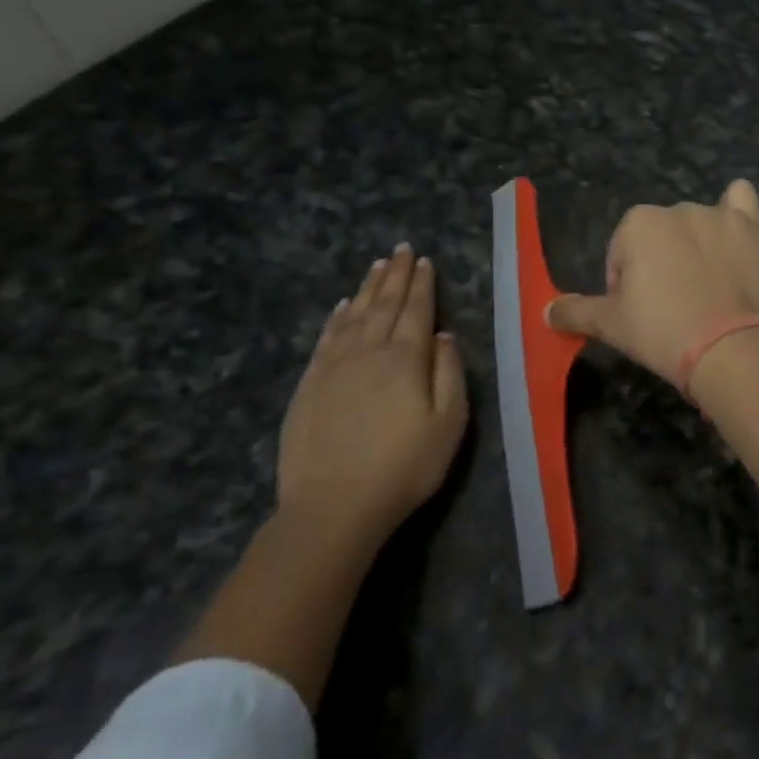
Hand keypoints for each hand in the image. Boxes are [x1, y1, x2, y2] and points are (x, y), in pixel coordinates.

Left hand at [277, 246, 467, 544]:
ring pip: (355, 315)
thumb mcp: (449, 423)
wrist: (332, 508)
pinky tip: (343, 306)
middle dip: (397, 275)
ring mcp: (334, 367)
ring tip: (378, 265)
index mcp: (406, 358)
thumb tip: (443, 334)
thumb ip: (449, 372)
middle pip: (385, 304)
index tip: (425, 260)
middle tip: (402, 249)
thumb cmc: (403, 467)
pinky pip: (326, 338)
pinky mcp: (309, 386)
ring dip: (368, 288)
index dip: (422, 284)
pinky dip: (337, 317)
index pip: (417, 310)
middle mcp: (369, 352)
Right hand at [548, 180, 758, 388]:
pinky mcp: (751, 225)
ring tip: (708, 286)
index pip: (623, 252)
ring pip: (698, 224)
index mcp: (637, 223)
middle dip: (663, 263)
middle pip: (662, 237)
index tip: (642, 312)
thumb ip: (576, 311)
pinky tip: (736, 229)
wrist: (725, 346)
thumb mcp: (610, 324)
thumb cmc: (660, 330)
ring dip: (697, 245)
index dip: (627, 283)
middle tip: (674, 305)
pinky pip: (742, 199)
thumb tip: (546, 311)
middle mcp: (676, 208)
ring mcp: (716, 214)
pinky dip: (736, 209)